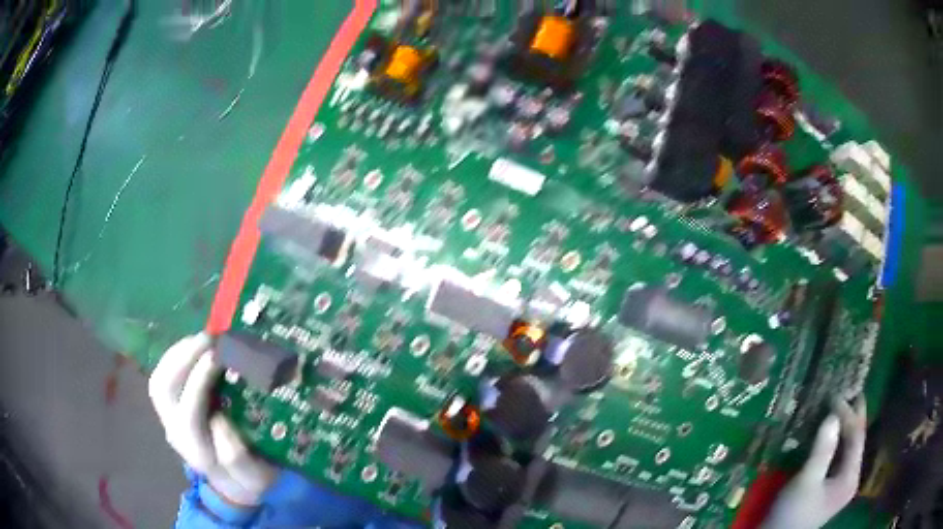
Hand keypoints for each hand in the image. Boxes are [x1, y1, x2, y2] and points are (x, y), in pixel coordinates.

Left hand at [149, 334, 276, 505]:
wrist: (234, 485)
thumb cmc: (249, 480)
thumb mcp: (256, 477)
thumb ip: (238, 457)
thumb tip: (219, 419)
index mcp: (197, 452)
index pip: (188, 413)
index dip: (198, 382)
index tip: (217, 357)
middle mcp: (176, 433)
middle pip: (163, 390)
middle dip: (181, 358)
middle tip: (208, 339)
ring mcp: (170, 419)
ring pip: (159, 380)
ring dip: (177, 354)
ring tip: (201, 338)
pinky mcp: (171, 408)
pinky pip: (164, 376)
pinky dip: (176, 357)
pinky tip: (193, 347)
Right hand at [763, 397, 866, 528]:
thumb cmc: (792, 513)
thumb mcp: (806, 482)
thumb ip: (822, 450)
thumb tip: (833, 415)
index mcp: (850, 478)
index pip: (857, 437)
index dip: (849, 414)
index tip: (836, 395)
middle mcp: (851, 478)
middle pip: (856, 441)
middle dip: (852, 416)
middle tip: (846, 390)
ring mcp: (842, 484)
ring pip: (849, 448)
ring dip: (845, 427)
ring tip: (840, 405)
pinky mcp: (831, 487)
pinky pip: (840, 456)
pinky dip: (837, 441)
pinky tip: (832, 432)